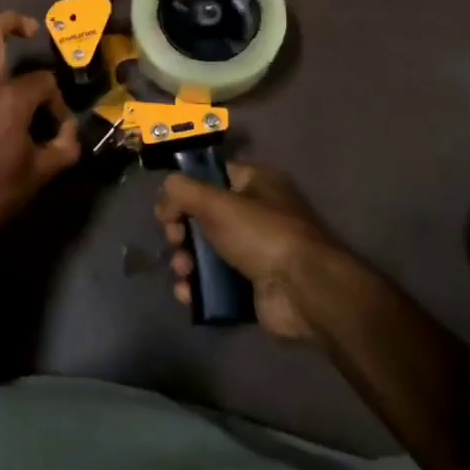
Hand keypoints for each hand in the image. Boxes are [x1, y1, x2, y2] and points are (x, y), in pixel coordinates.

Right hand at [155, 163, 340, 340]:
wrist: (305, 292)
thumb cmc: (262, 235)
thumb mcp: (216, 202)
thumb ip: (181, 191)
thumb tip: (163, 199)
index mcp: (255, 183)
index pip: (212, 175)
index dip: (186, 189)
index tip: (168, 208)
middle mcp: (256, 213)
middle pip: (204, 216)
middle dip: (182, 231)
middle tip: (175, 241)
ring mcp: (255, 252)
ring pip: (206, 251)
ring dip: (186, 261)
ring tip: (183, 272)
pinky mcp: (253, 286)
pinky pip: (216, 282)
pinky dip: (198, 288)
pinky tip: (188, 294)